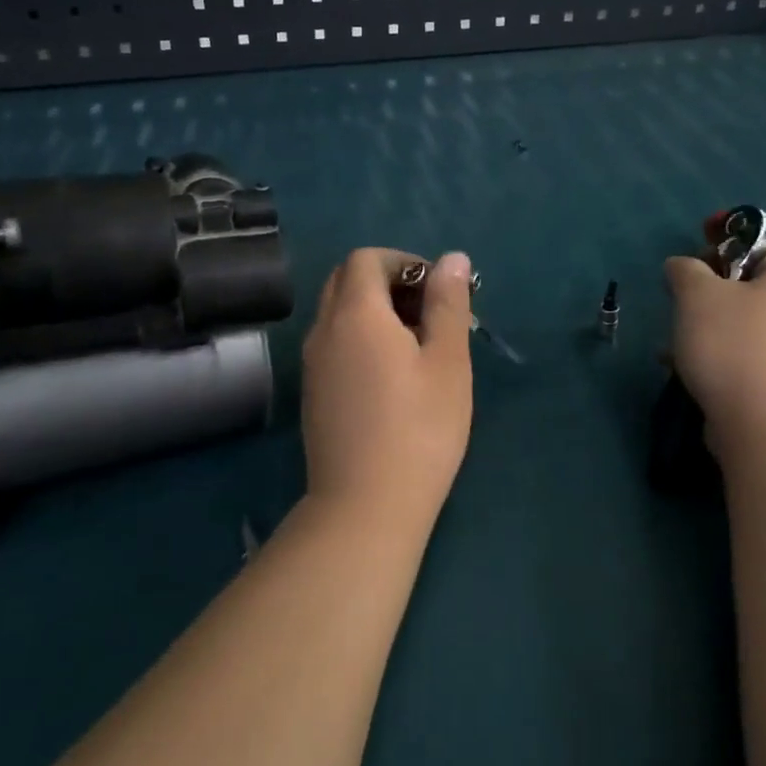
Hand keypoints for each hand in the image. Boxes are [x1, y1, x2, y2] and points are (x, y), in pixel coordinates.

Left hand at [301, 248, 474, 532]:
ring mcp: (312, 364)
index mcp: (356, 313)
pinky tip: (390, 377)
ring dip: (372, 311)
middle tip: (428, 313)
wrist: (364, 507)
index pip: (366, 259)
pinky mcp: (312, 393)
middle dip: (386, 282)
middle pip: (346, 280)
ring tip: (415, 346)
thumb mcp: (447, 361)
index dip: (403, 263)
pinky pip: (332, 343)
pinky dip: (358, 338)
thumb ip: (448, 303)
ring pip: (337, 313)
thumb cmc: (419, 429)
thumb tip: (452, 258)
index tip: (436, 290)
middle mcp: (323, 330)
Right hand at [665, 249, 765, 452]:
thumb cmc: (732, 346)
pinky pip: (744, 359)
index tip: (689, 272)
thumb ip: (685, 269)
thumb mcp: (696, 293)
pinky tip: (688, 373)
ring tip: (674, 348)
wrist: (765, 427)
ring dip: (705, 332)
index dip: (721, 252)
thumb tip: (681, 267)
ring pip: (741, 327)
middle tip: (680, 310)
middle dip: (707, 299)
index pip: (758, 249)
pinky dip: (717, 361)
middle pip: (747, 290)